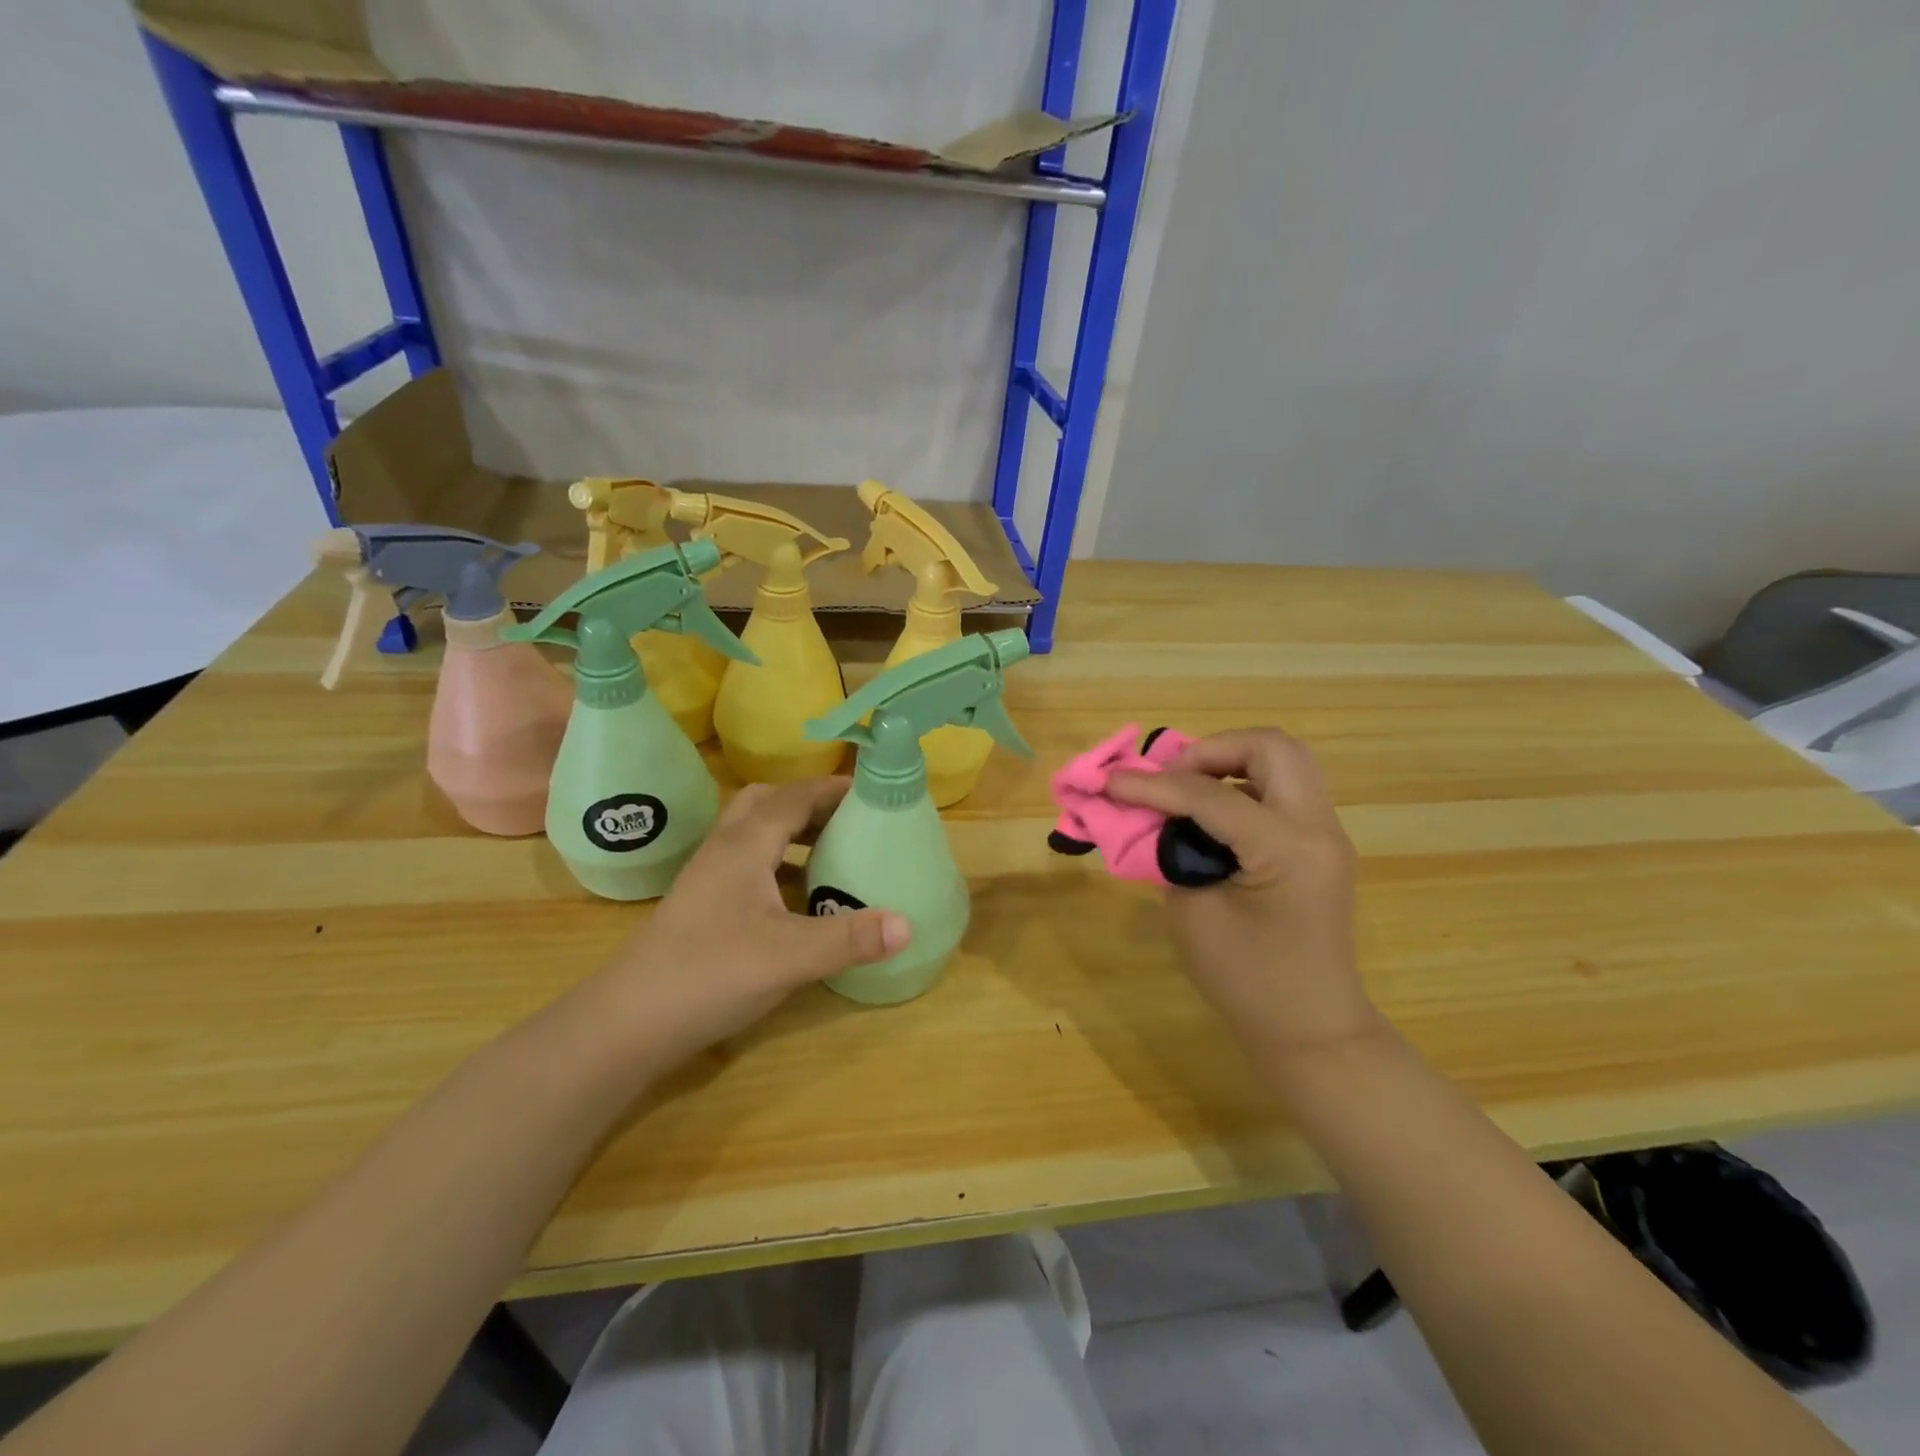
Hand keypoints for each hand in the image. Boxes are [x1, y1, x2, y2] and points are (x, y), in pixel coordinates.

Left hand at [594, 779, 911, 1059]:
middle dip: (810, 803)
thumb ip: (849, 938)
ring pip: (754, 833)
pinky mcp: (702, 904)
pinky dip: (778, 864)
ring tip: (831, 852)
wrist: (628, 1022)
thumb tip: (908, 924)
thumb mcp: (790, 956)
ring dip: (792, 832)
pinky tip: (797, 899)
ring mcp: (708, 877)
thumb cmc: (710, 973)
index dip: (833, 789)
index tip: (872, 791)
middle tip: (849, 820)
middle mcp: (724, 849)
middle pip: (768, 803)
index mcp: (745, 845)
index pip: (794, 797)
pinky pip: (747, 864)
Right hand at [1107, 729, 1375, 1055]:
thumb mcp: (1193, 912)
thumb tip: (1147, 812)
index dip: (1153, 784)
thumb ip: (1168, 849)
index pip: (1210, 795)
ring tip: (1187, 789)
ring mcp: (1327, 833)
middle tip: (1170, 778)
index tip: (1109, 782)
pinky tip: (1211, 813)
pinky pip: (1284, 788)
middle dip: (1210, 750)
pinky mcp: (1321, 844)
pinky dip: (1245, 783)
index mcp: (1286, 850)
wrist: (1311, 1028)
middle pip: (1270, 747)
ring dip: (1231, 761)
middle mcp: (1318, 828)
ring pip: (1284, 760)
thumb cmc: (1246, 981)